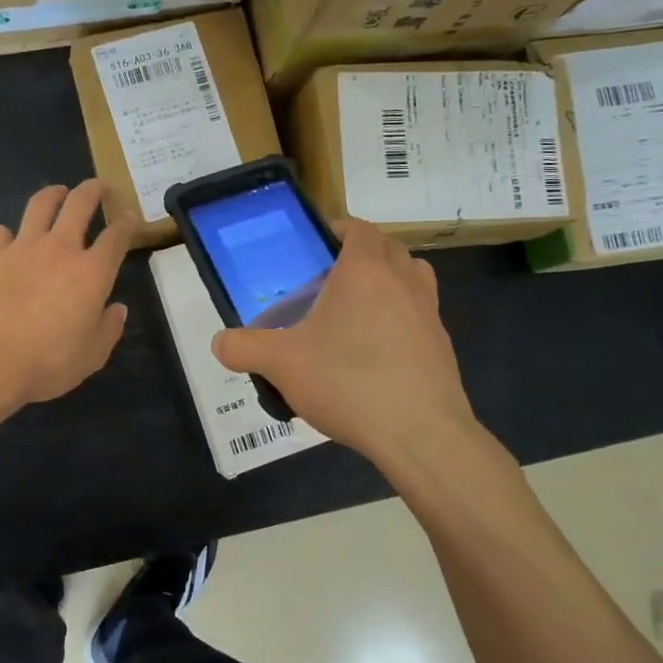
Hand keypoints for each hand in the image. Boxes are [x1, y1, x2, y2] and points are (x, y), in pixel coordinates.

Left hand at [0, 181, 133, 409]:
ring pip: (40, 205)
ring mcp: (21, 247)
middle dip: (95, 189)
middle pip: (80, 203)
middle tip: (101, 187)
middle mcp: (60, 249)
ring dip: (53, 194)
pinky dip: (6, 234)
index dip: (128, 223)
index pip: (117, 236)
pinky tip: (6, 242)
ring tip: (57, 193)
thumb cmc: (47, 362)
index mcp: (92, 272)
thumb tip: (117, 309)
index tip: (131, 218)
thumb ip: (108, 329)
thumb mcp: (91, 356)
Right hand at [212, 220, 476, 466]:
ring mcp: (429, 313)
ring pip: (412, 279)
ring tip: (357, 314)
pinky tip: (376, 356)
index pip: (359, 228)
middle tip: (330, 283)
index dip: (340, 230)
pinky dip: (401, 322)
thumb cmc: (348, 381)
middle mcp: (404, 280)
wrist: (420, 433)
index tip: (317, 248)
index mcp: (366, 269)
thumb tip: (219, 343)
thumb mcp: (282, 364)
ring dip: (389, 284)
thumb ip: (246, 348)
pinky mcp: (443, 346)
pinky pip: (420, 318)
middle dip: (362, 257)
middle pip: (388, 249)